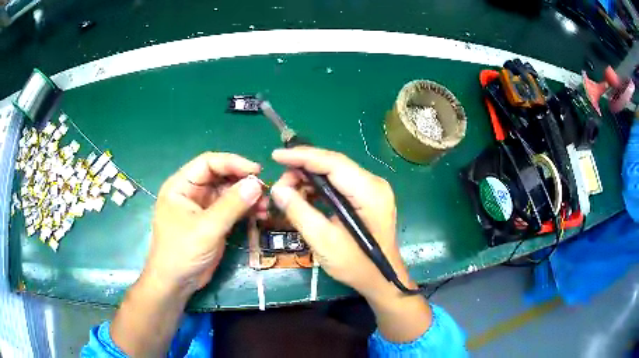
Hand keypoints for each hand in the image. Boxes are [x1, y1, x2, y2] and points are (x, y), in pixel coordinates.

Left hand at [145, 152, 264, 294]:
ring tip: (265, 206)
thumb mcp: (207, 228)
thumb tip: (257, 184)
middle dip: (243, 182)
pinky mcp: (213, 222)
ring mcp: (203, 207)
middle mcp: (192, 192)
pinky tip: (260, 215)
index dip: (233, 163)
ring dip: (248, 197)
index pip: (208, 163)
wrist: (176, 283)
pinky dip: (246, 210)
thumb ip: (231, 205)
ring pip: (229, 193)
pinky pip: (232, 209)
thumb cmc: (182, 252)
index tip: (256, 171)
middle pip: (221, 176)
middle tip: (265, 191)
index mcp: (181, 185)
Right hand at [269, 147, 412, 300]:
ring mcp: (373, 190)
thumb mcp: (323, 241)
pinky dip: (320, 188)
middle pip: (333, 165)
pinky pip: (340, 184)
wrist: (382, 280)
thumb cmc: (356, 265)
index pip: (332, 162)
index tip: (276, 156)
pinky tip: (304, 197)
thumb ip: (299, 212)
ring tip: (288, 192)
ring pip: (335, 173)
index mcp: (369, 192)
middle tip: (280, 184)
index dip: (302, 156)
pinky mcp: (368, 198)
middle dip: (303, 169)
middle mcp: (374, 183)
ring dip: (309, 179)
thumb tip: (278, 189)